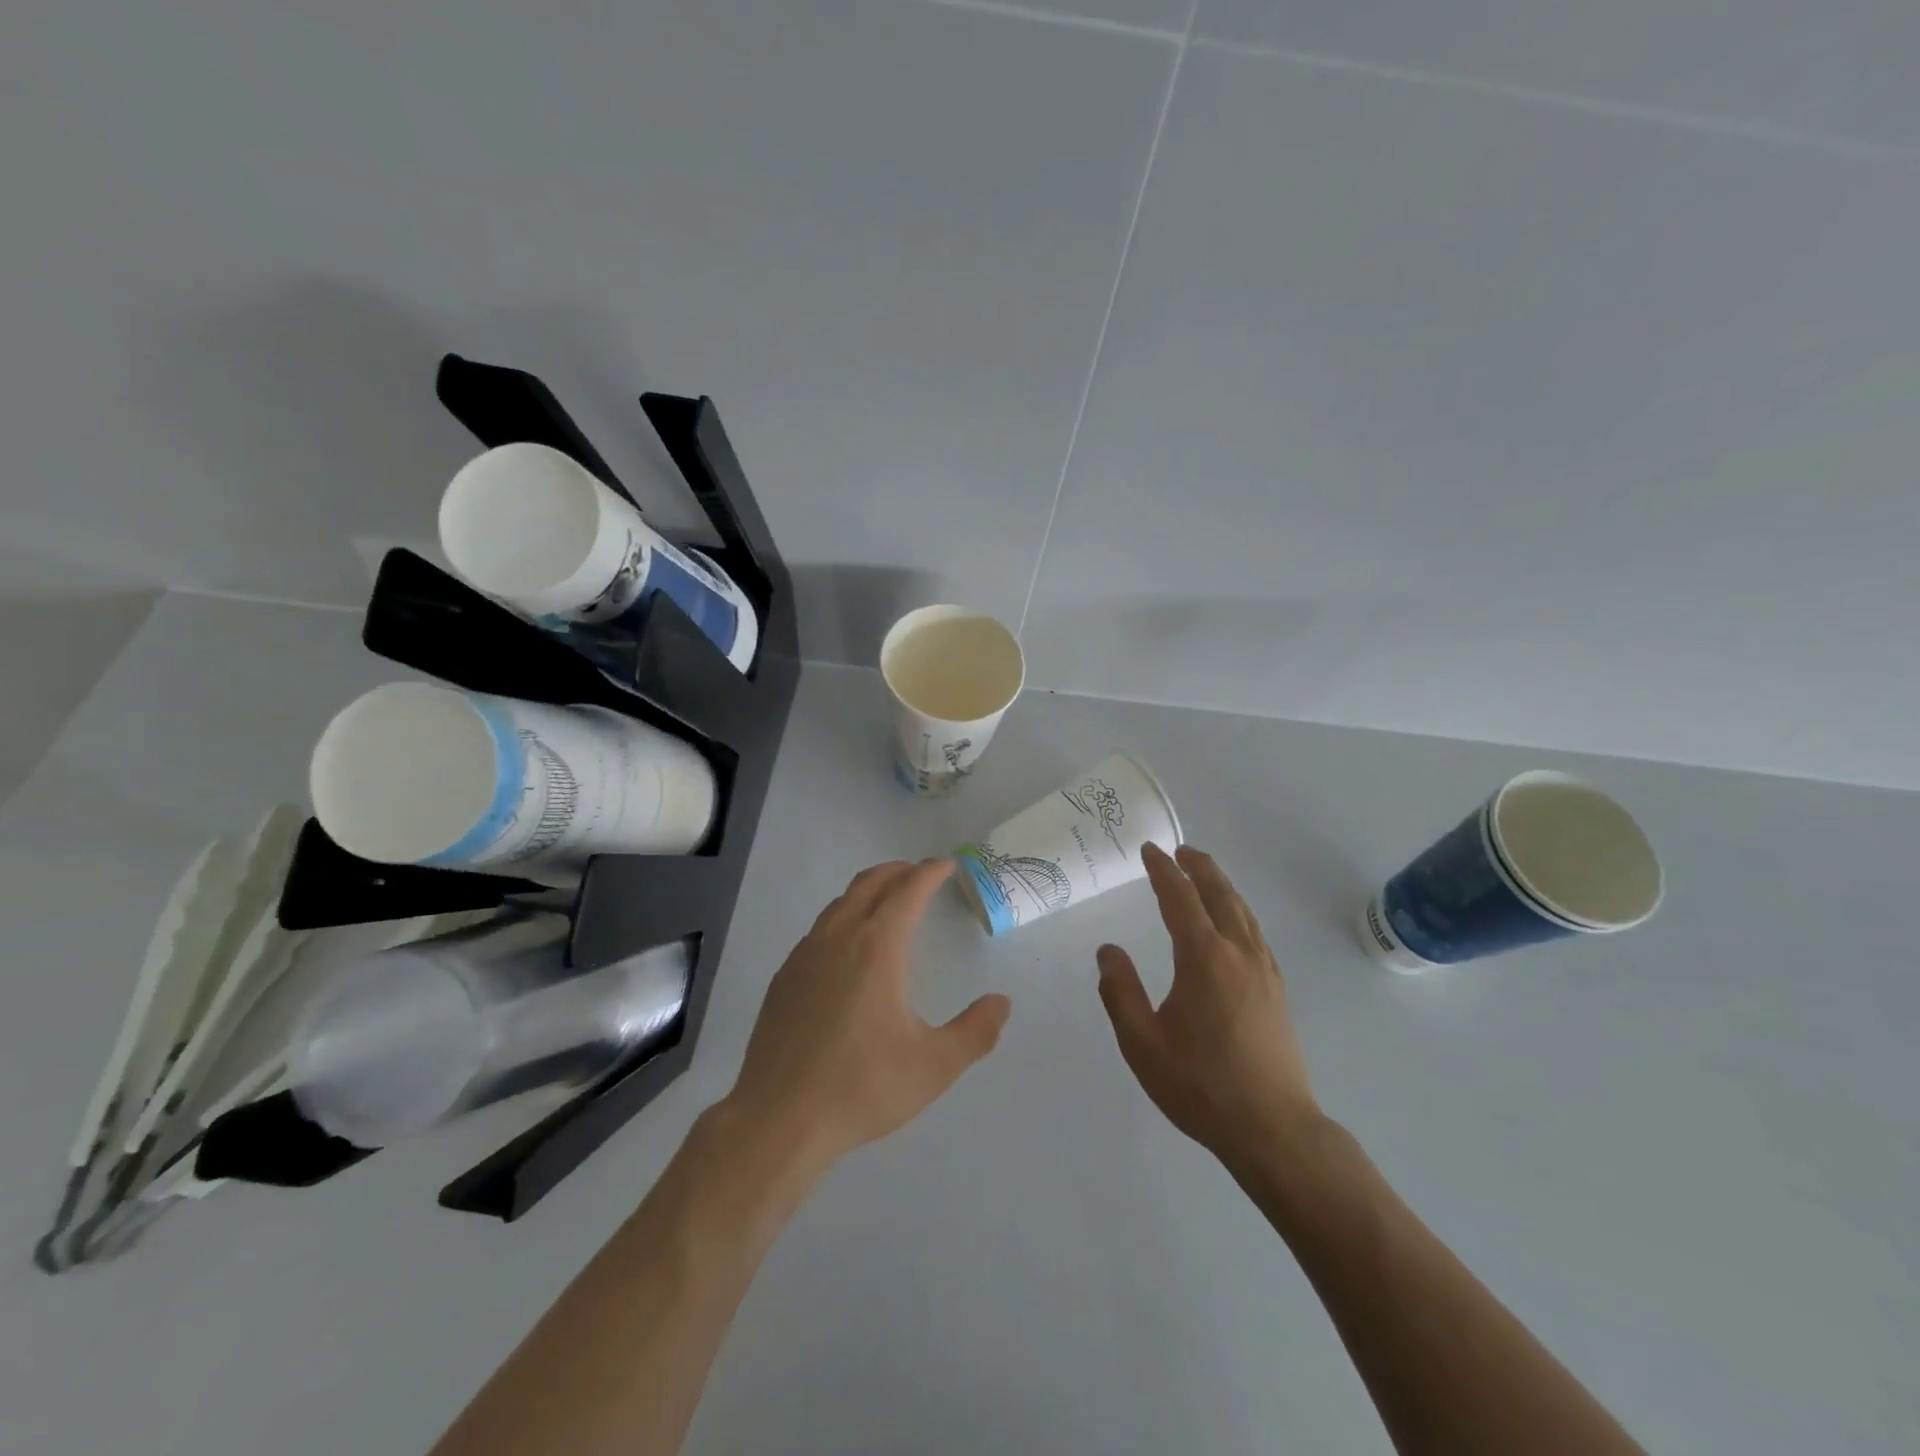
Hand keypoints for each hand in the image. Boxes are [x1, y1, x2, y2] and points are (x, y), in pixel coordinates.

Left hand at [722, 859, 1011, 1171]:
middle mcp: (839, 938)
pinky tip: (848, 948)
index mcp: (877, 947)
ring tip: (888, 903)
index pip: (908, 890)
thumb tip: (1002, 1002)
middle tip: (920, 875)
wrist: (779, 1119)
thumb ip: (975, 1032)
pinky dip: (843, 918)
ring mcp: (805, 955)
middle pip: (870, 884)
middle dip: (899, 871)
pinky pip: (819, 929)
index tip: (947, 865)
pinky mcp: (784, 978)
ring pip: (840, 903)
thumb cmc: (862, 1087)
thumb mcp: (934, 1066)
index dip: (929, 873)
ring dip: (868, 891)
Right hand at [1096, 843, 1319, 1164]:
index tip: (1149, 850)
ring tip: (1203, 873)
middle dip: (1198, 867)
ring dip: (1221, 885)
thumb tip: (1108, 950)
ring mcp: (1264, 970)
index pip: (1180, 898)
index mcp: (1204, 958)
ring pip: (1242, 911)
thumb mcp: (1142, 1042)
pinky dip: (1238, 911)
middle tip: (1179, 849)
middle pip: (1220, 894)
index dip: (1163, 871)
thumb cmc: (1200, 1086)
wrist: (1274, 1129)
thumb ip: (1120, 991)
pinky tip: (1232, 922)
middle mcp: (1239, 953)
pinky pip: (1255, 932)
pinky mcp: (1277, 990)